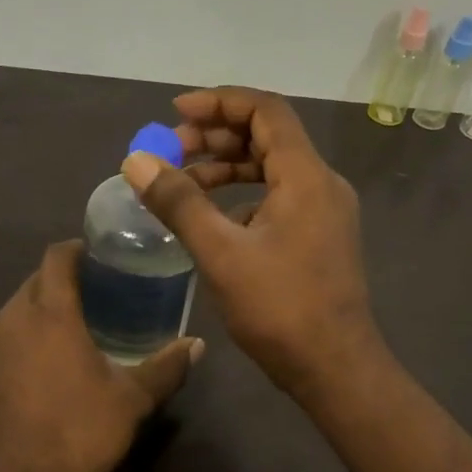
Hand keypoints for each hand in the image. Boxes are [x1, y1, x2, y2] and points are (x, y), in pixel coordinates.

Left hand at [0, 241, 199, 471]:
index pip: (56, 256)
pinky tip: (46, 367)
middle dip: (64, 280)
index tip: (104, 258)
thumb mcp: (131, 401)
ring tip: (76, 329)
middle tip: (101, 295)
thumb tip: (197, 345)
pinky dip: (25, 338)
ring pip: (16, 309)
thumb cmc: (74, 432)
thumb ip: (165, 368)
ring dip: (42, 310)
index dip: (79, 249)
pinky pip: (3, 338)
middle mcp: (11, 319)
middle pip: (35, 280)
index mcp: (49, 312)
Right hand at [122, 87, 382, 398]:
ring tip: (182, 180)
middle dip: (217, 136)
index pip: (266, 111)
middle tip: (171, 150)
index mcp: (306, 176)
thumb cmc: (280, 308)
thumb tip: (136, 160)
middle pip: (268, 136)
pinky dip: (243, 196)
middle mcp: (322, 184)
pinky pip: (279, 197)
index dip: (219, 102)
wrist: (335, 369)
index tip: (175, 112)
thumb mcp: (221, 253)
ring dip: (227, 167)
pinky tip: (213, 219)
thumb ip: (179, 202)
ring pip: (273, 168)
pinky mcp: (319, 236)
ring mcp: (324, 212)